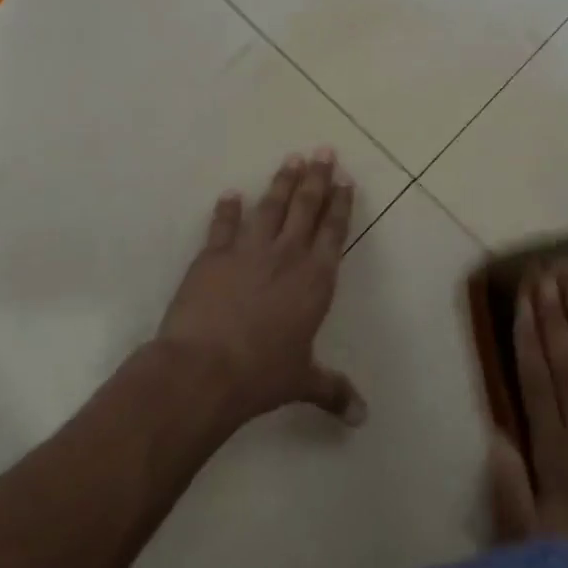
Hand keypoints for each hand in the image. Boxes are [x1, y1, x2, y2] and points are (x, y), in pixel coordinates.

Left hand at [157, 149, 363, 429]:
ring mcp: (249, 250)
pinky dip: (227, 209)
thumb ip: (333, 391)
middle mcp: (287, 255)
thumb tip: (363, 417)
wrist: (205, 369)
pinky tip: (230, 194)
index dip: (340, 203)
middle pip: (306, 207)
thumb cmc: (262, 375)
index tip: (345, 179)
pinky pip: (223, 224)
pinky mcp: (213, 253)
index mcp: (315, 279)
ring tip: (292, 158)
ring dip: (282, 181)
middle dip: (317, 177)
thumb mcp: (302, 381)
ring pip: (271, 206)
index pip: (333, 231)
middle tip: (324, 150)